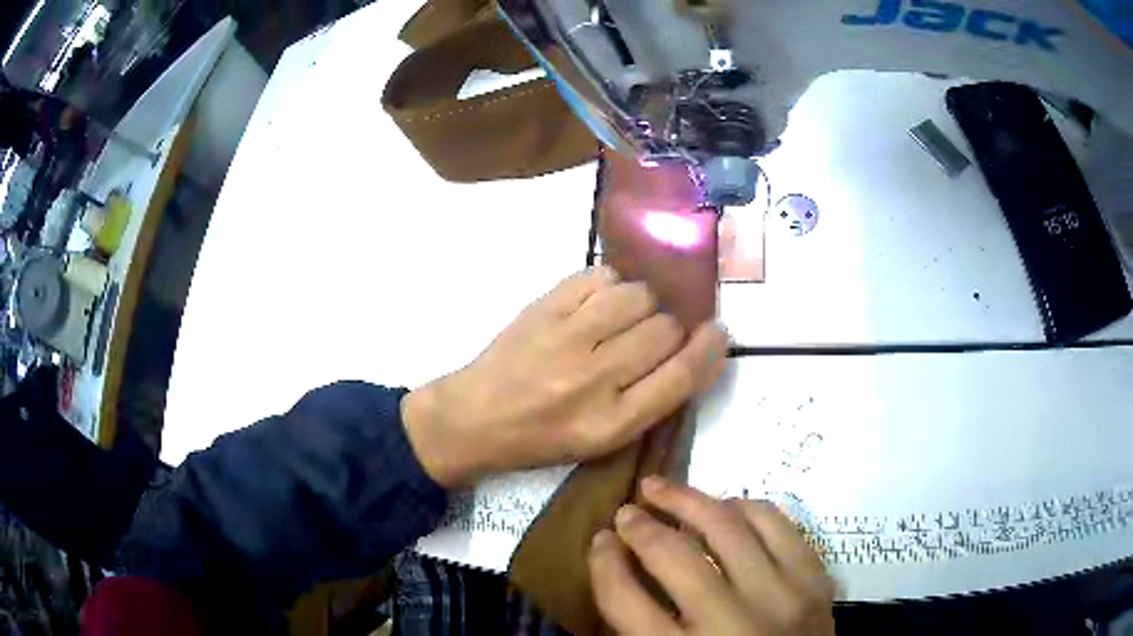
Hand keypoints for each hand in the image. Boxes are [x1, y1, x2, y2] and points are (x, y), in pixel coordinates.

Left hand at [401, 267, 727, 487]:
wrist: (475, 418)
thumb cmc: (543, 438)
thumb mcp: (602, 440)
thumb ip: (650, 401)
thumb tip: (693, 350)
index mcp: (611, 423)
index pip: (680, 376)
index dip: (710, 349)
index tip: (719, 332)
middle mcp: (593, 380)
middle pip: (664, 330)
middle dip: (669, 329)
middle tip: (651, 335)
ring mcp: (565, 338)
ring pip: (637, 296)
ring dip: (643, 302)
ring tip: (625, 316)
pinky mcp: (542, 309)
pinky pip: (599, 276)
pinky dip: (610, 284)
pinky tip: (598, 302)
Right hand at [590, 477, 835, 635]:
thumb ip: (643, 626)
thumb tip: (621, 565)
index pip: (624, 599)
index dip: (603, 562)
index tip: (599, 540)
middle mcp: (731, 623)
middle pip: (674, 556)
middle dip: (640, 526)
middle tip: (626, 511)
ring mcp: (781, 597)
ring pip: (729, 527)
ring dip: (689, 500)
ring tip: (664, 490)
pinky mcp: (814, 580)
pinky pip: (777, 524)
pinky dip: (746, 507)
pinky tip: (726, 505)